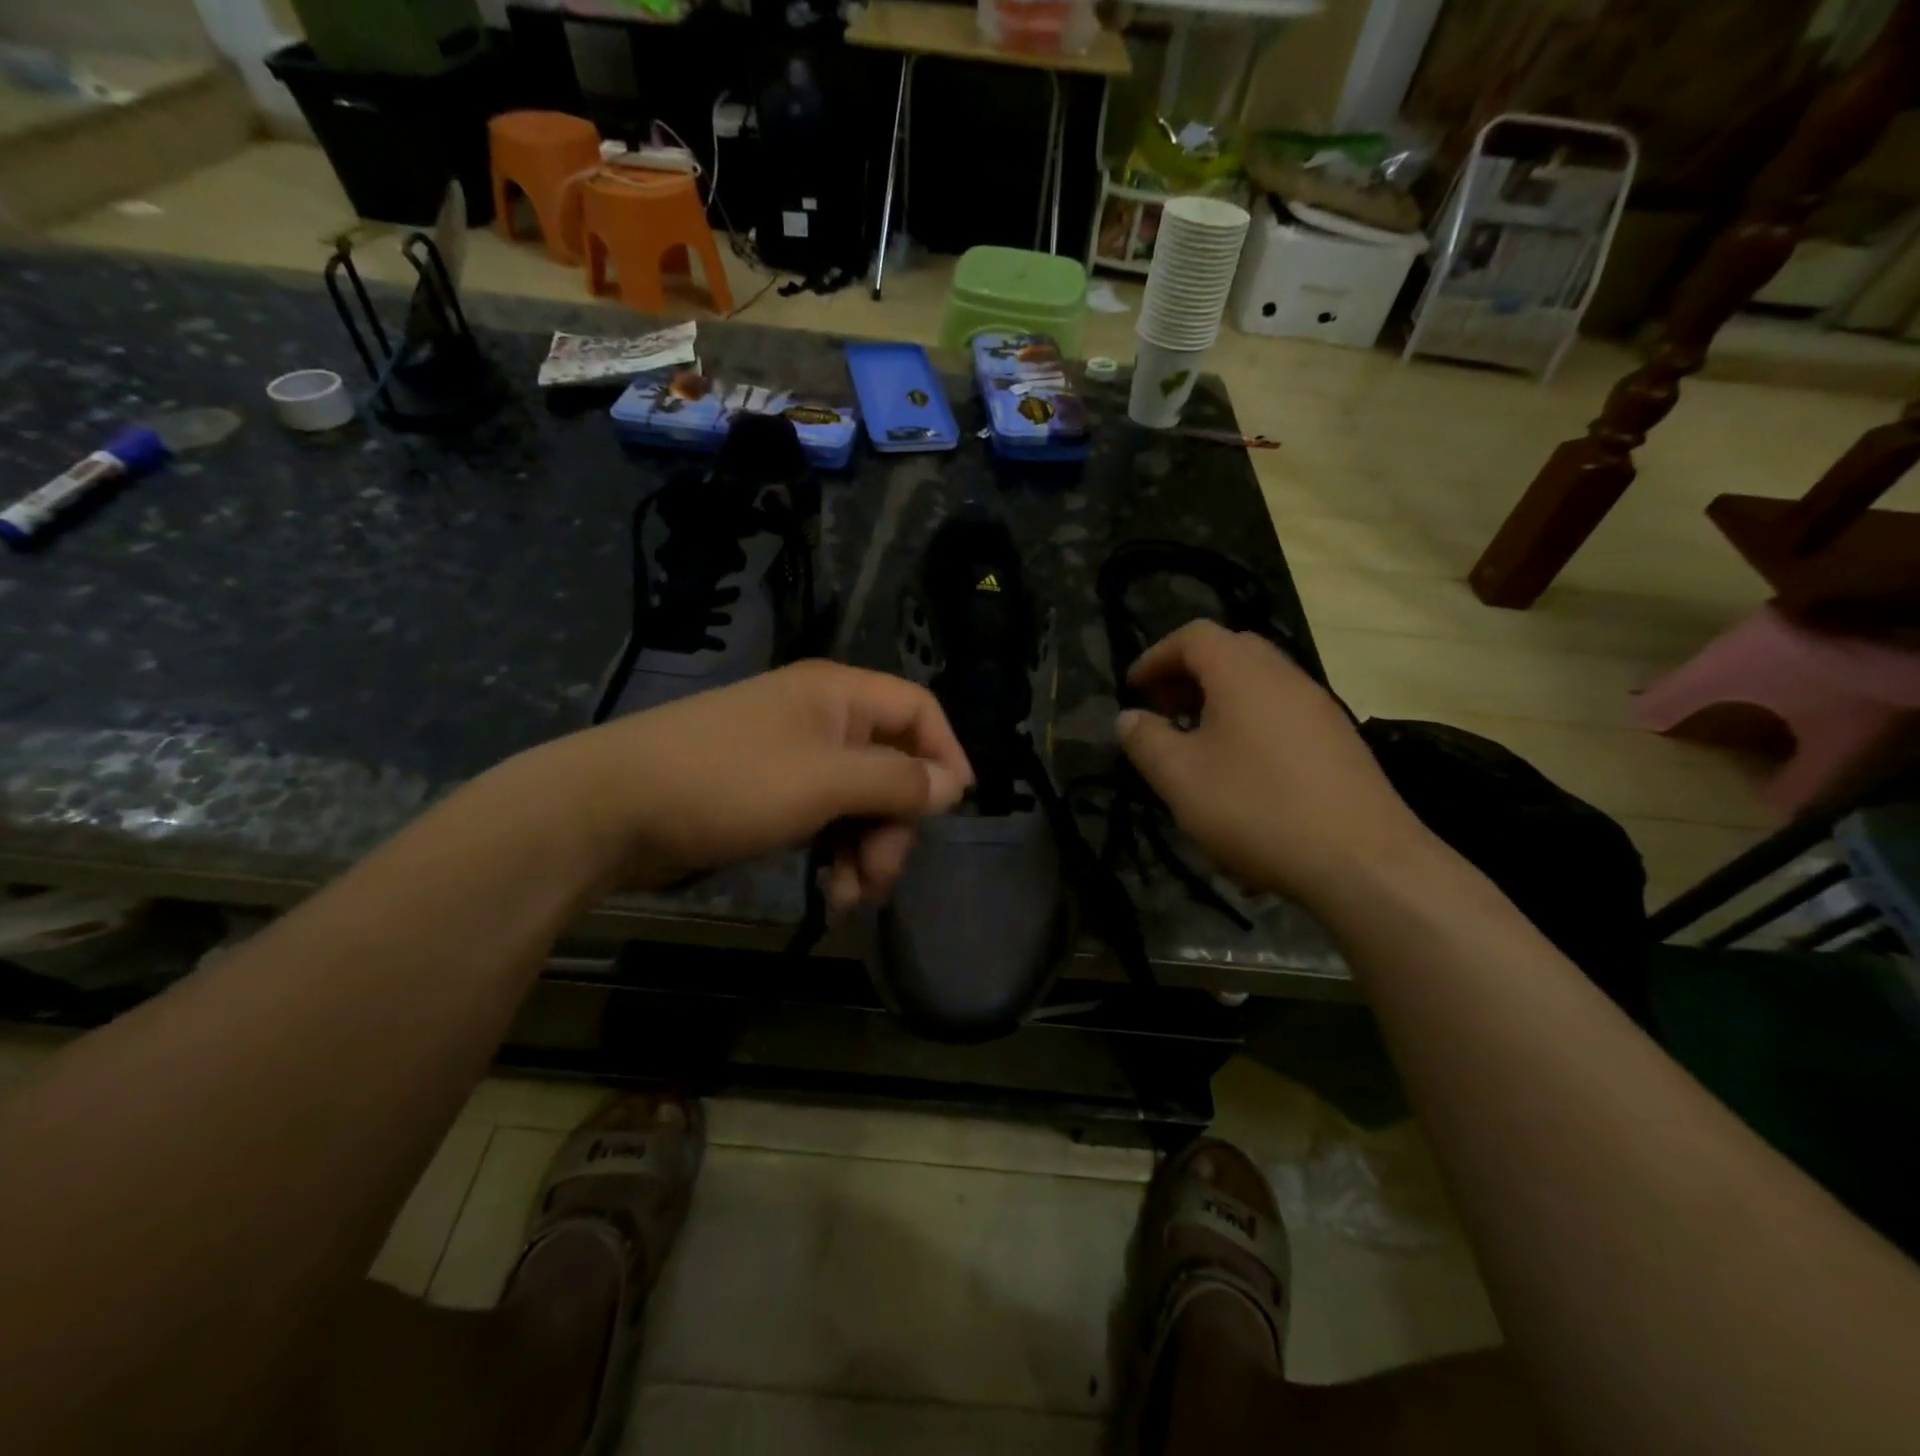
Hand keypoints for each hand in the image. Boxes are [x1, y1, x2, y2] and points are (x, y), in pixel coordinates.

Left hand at [551, 660, 972, 908]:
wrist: (609, 811)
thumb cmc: (727, 783)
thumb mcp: (824, 782)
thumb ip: (896, 782)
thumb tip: (952, 786)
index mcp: (838, 696)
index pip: (918, 711)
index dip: (944, 756)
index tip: (952, 811)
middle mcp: (822, 720)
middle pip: (891, 767)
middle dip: (895, 826)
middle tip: (881, 877)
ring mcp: (794, 760)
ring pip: (860, 803)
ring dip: (867, 852)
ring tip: (849, 898)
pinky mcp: (770, 797)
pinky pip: (825, 822)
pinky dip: (835, 857)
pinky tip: (828, 895)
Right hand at [1115, 621, 1434, 909]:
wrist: (1363, 861)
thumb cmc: (1257, 808)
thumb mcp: (1180, 778)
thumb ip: (1146, 740)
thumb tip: (1129, 717)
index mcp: (1243, 673)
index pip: (1194, 636)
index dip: (1156, 655)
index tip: (1133, 689)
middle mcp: (1285, 676)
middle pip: (1231, 651)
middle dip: (1188, 674)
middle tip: (1163, 709)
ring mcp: (1319, 707)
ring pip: (1259, 682)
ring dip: (1220, 699)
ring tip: (1196, 741)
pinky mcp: (1339, 740)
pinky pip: (1282, 711)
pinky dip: (1250, 721)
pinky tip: (1241, 768)